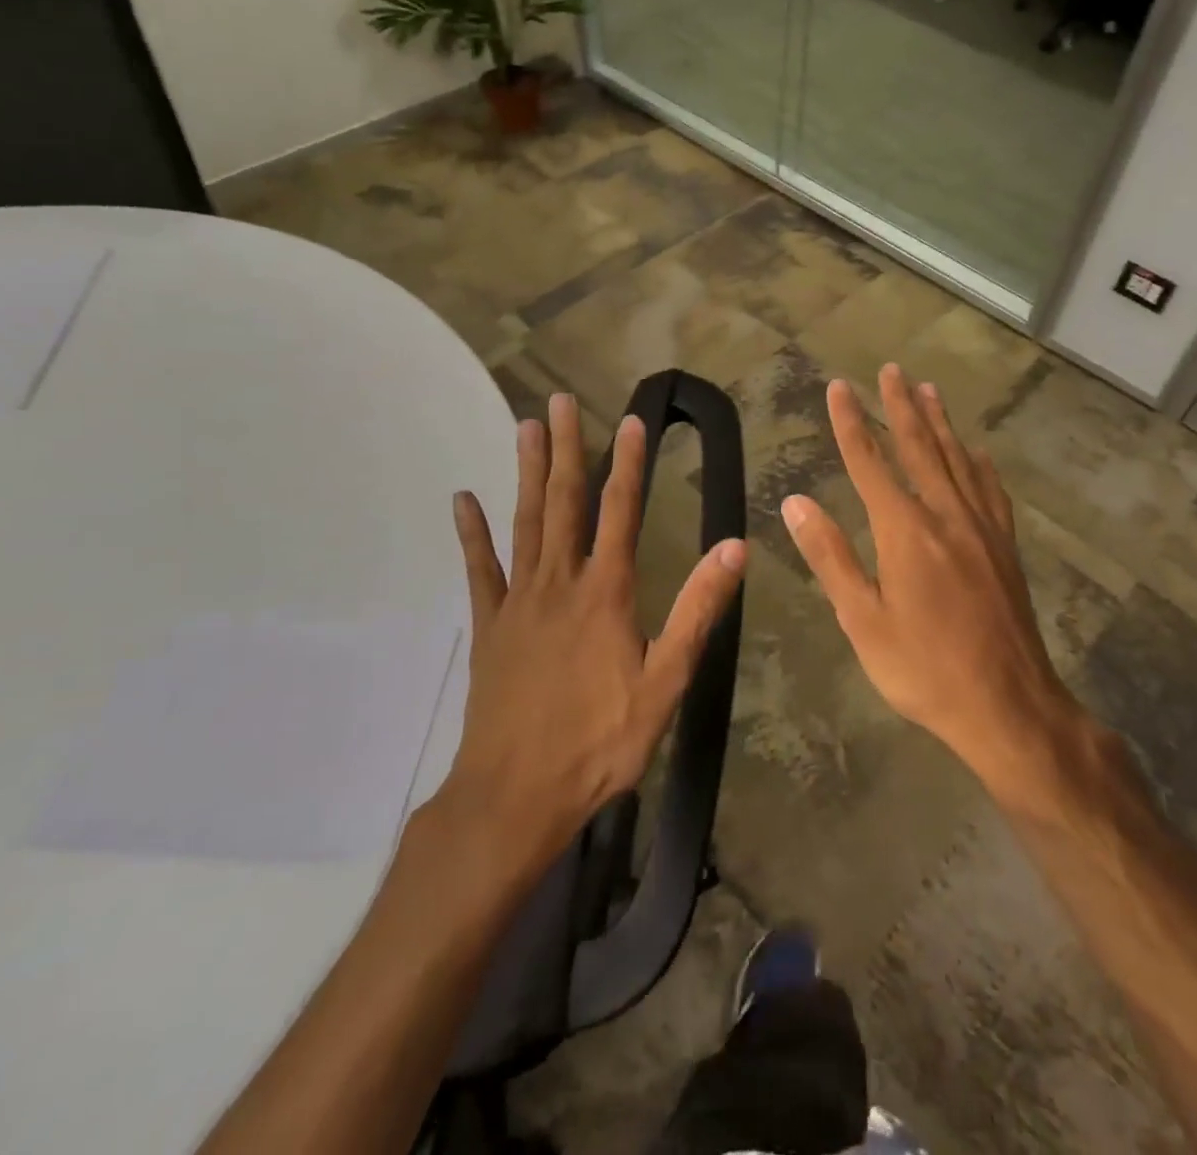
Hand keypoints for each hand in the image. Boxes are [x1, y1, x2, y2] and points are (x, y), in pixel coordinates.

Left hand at [437, 394, 746, 869]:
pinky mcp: (489, 625)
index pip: (620, 512)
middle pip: (563, 502)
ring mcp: (518, 601)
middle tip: (560, 401)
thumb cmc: (600, 741)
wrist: (516, 794)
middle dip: (566, 449)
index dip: (628, 464)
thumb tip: (733, 549)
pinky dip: (472, 533)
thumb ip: (697, 610)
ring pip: (524, 522)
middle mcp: (559, 582)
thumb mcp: (665, 680)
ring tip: (525, 427)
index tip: (631, 421)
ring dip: (526, 472)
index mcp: (606, 592)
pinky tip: (463, 500)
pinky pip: (479, 569)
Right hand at [780, 366, 1080, 791]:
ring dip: (941, 423)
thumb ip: (830, 557)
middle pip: (920, 448)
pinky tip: (978, 453)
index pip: (870, 462)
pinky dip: (980, 465)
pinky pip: (991, 491)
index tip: (839, 388)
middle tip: (892, 369)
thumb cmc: (923, 668)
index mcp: (904, 531)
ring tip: (929, 390)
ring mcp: (982, 529)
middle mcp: (946, 516)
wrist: (1008, 705)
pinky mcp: (1005, 548)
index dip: (851, 423)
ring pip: (958, 461)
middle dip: (902, 406)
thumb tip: (796, 503)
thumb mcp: (862, 620)